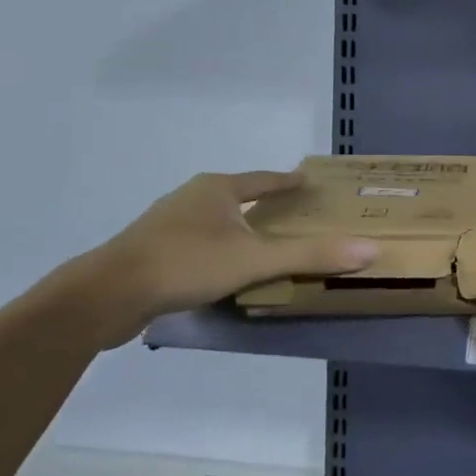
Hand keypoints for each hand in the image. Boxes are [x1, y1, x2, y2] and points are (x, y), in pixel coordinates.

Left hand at [82, 171, 377, 346]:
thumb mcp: (256, 260)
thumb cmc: (186, 264)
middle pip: (239, 196)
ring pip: (216, 221)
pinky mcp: (151, 251)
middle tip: (295, 215)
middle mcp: (192, 197)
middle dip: (265, 205)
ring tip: (264, 244)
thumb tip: (370, 250)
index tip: (308, 181)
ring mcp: (167, 224)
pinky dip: (219, 250)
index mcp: (217, 189)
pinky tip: (226, 270)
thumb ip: (311, 255)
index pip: (264, 179)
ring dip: (240, 229)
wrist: (105, 295)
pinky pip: (198, 243)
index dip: (288, 181)